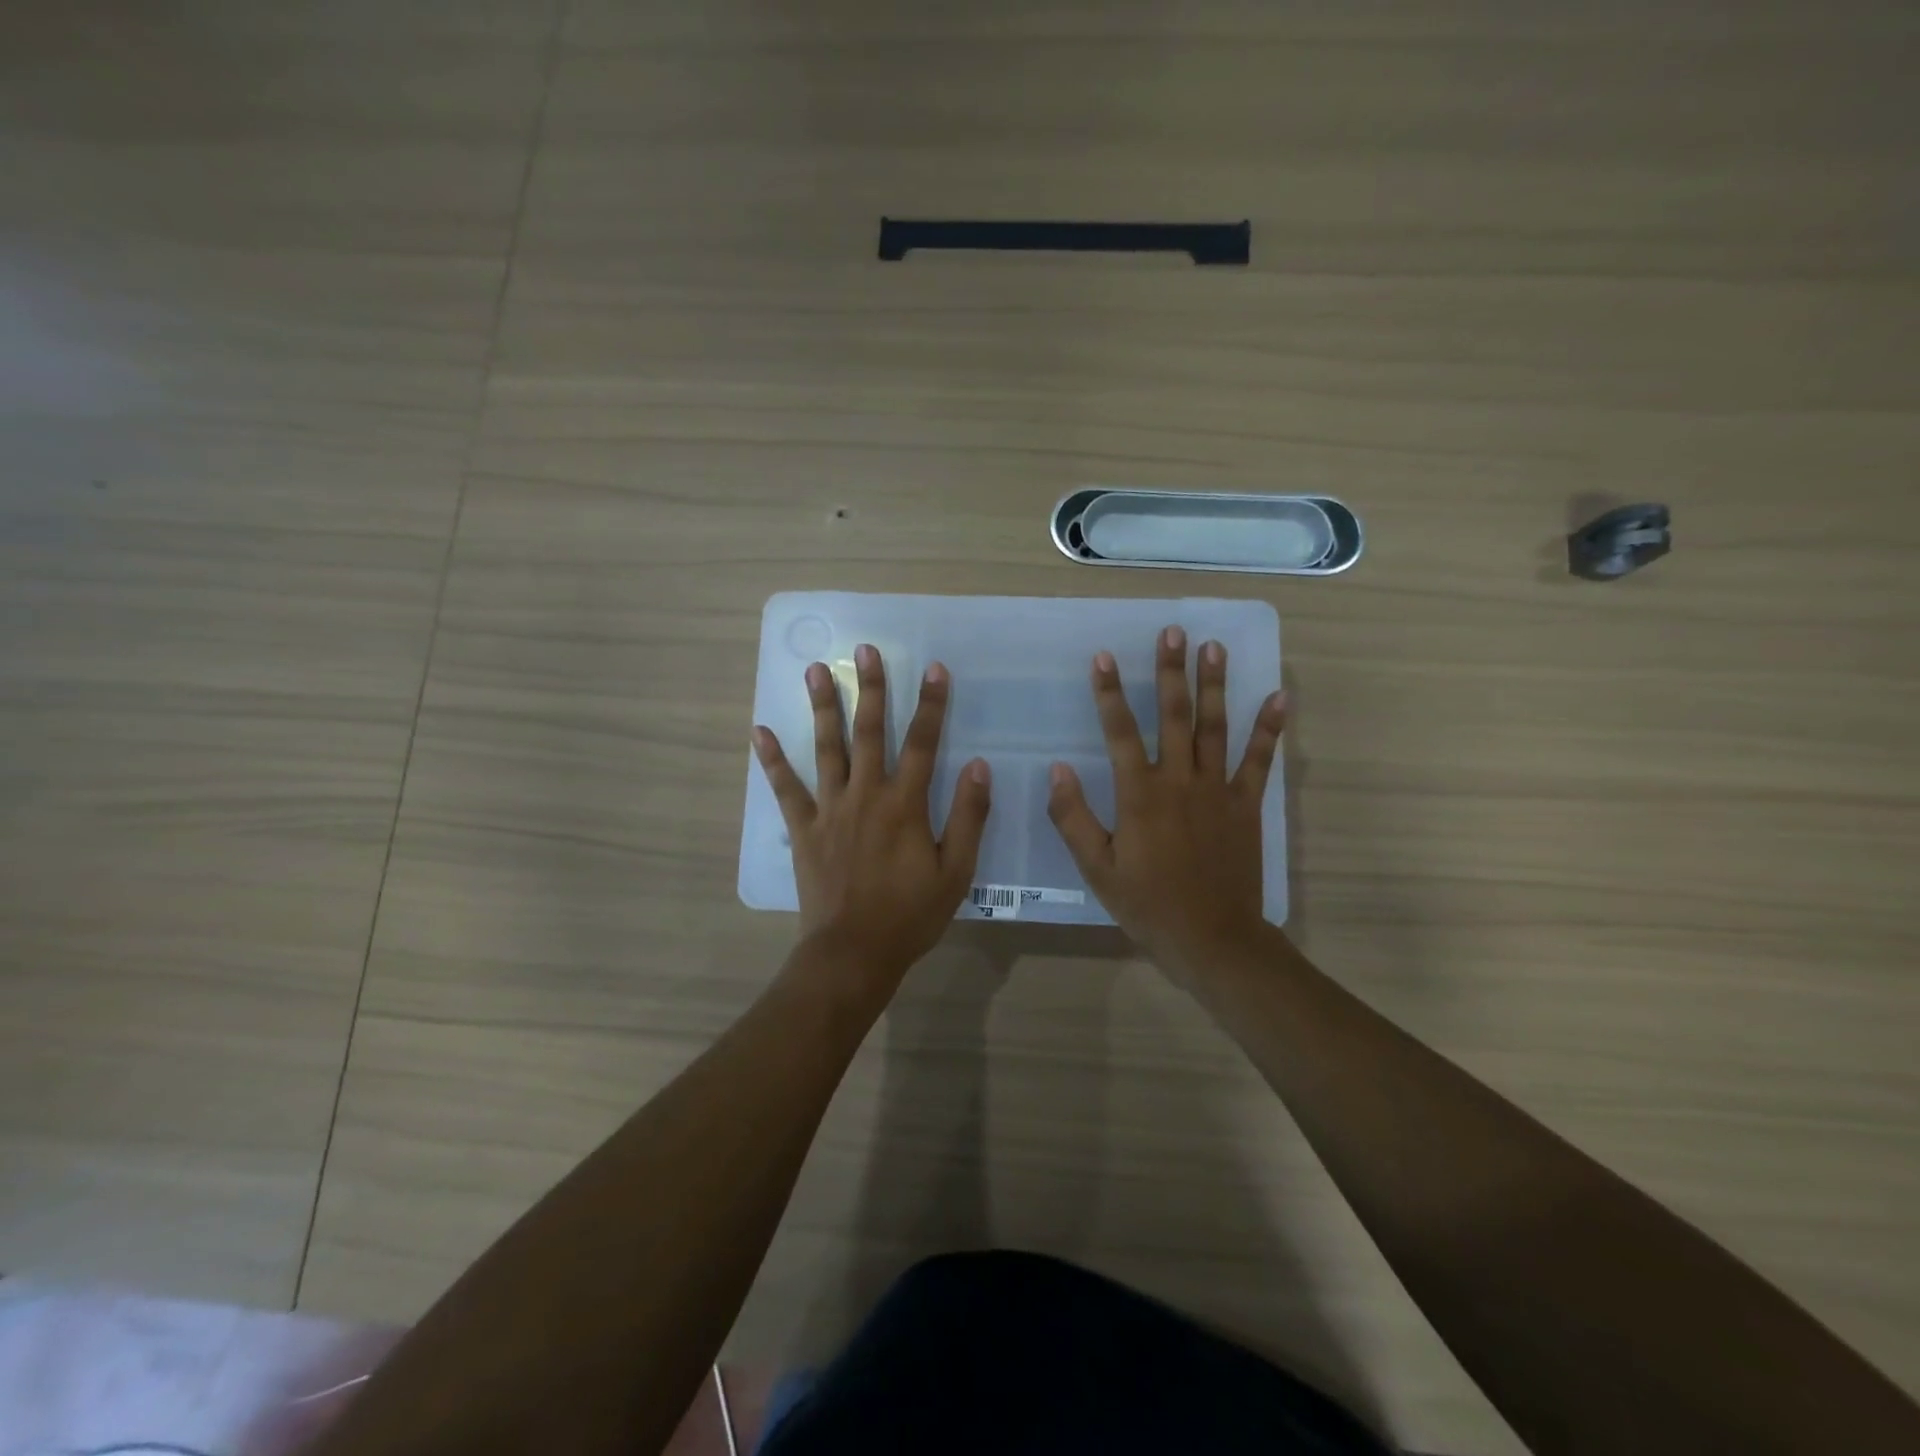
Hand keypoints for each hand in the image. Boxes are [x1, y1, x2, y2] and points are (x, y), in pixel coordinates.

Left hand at [754, 644, 991, 987]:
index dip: (931, 705)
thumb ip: (968, 818)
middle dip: (871, 688)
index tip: (935, 668)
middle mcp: (866, 795)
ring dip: (823, 707)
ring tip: (815, 670)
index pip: (922, 743)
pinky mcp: (803, 829)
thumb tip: (977, 766)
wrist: (853, 953)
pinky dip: (773, 760)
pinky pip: (785, 789)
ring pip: (826, 748)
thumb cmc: (910, 915)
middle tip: (865, 650)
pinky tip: (760, 731)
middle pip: (869, 732)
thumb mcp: (955, 872)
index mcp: (905, 805)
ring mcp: (830, 809)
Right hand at [1047, 626, 1285, 980]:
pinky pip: (1259, 760)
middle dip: (1170, 671)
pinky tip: (1279, 697)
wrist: (1212, 939)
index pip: (1120, 732)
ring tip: (1214, 647)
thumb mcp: (1097, 868)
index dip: (1110, 693)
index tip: (1104, 657)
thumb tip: (1058, 769)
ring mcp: (1218, 790)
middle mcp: (1180, 780)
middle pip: (1174, 716)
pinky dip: (1269, 728)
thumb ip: (1074, 817)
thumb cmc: (1147, 905)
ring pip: (1215, 727)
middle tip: (1173, 631)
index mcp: (1140, 795)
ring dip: (1214, 685)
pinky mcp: (1246, 805)